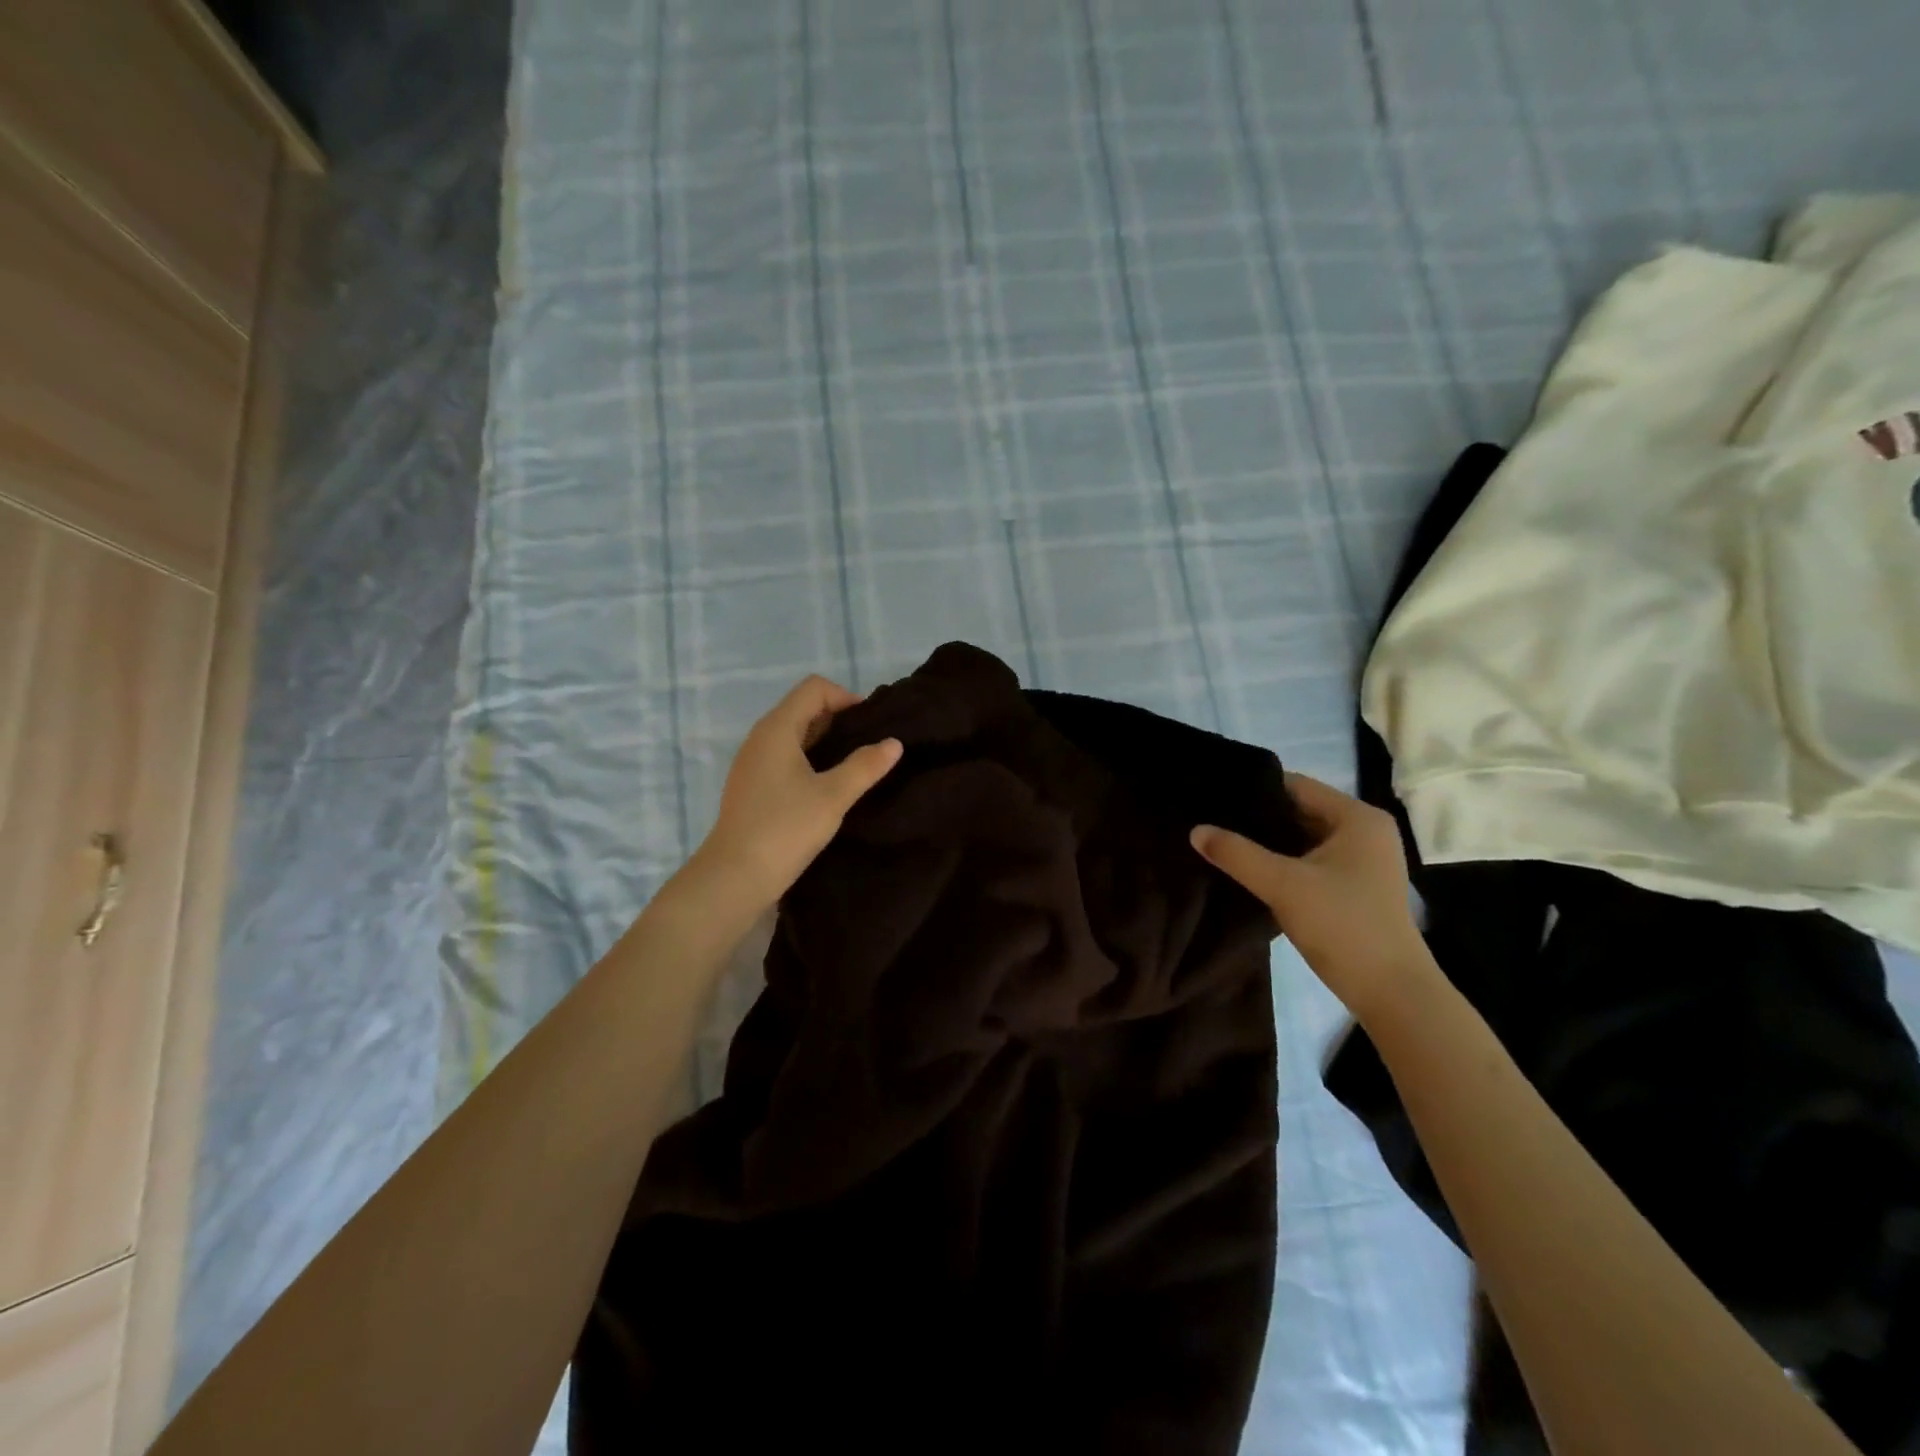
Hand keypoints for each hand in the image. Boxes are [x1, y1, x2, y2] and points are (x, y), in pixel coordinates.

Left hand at [695, 675, 901, 909]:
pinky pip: (786, 757)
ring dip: (826, 742)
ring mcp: (754, 762)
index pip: (814, 688)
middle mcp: (761, 738)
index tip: (871, 726)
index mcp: (777, 729)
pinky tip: (829, 787)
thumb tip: (894, 743)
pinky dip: (811, 761)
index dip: (846, 697)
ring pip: (796, 735)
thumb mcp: (833, 796)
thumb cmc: (785, 828)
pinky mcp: (753, 786)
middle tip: (870, 746)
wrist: (734, 877)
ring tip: (856, 767)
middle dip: (840, 720)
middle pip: (804, 708)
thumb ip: (865, 766)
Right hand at [1191, 773, 1428, 1020]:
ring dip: (1270, 842)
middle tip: (1213, 820)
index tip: (1215, 798)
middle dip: (1259, 817)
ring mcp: (1364, 860)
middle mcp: (1365, 831)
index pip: (1296, 785)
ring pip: (1304, 837)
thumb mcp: (1282, 885)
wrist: (1391, 993)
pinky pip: (1312, 859)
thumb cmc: (1343, 926)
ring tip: (1225, 842)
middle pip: (1300, 810)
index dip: (1255, 790)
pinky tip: (1251, 869)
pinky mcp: (1357, 885)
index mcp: (1357, 817)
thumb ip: (1236, 853)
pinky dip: (1284, 861)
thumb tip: (1195, 830)